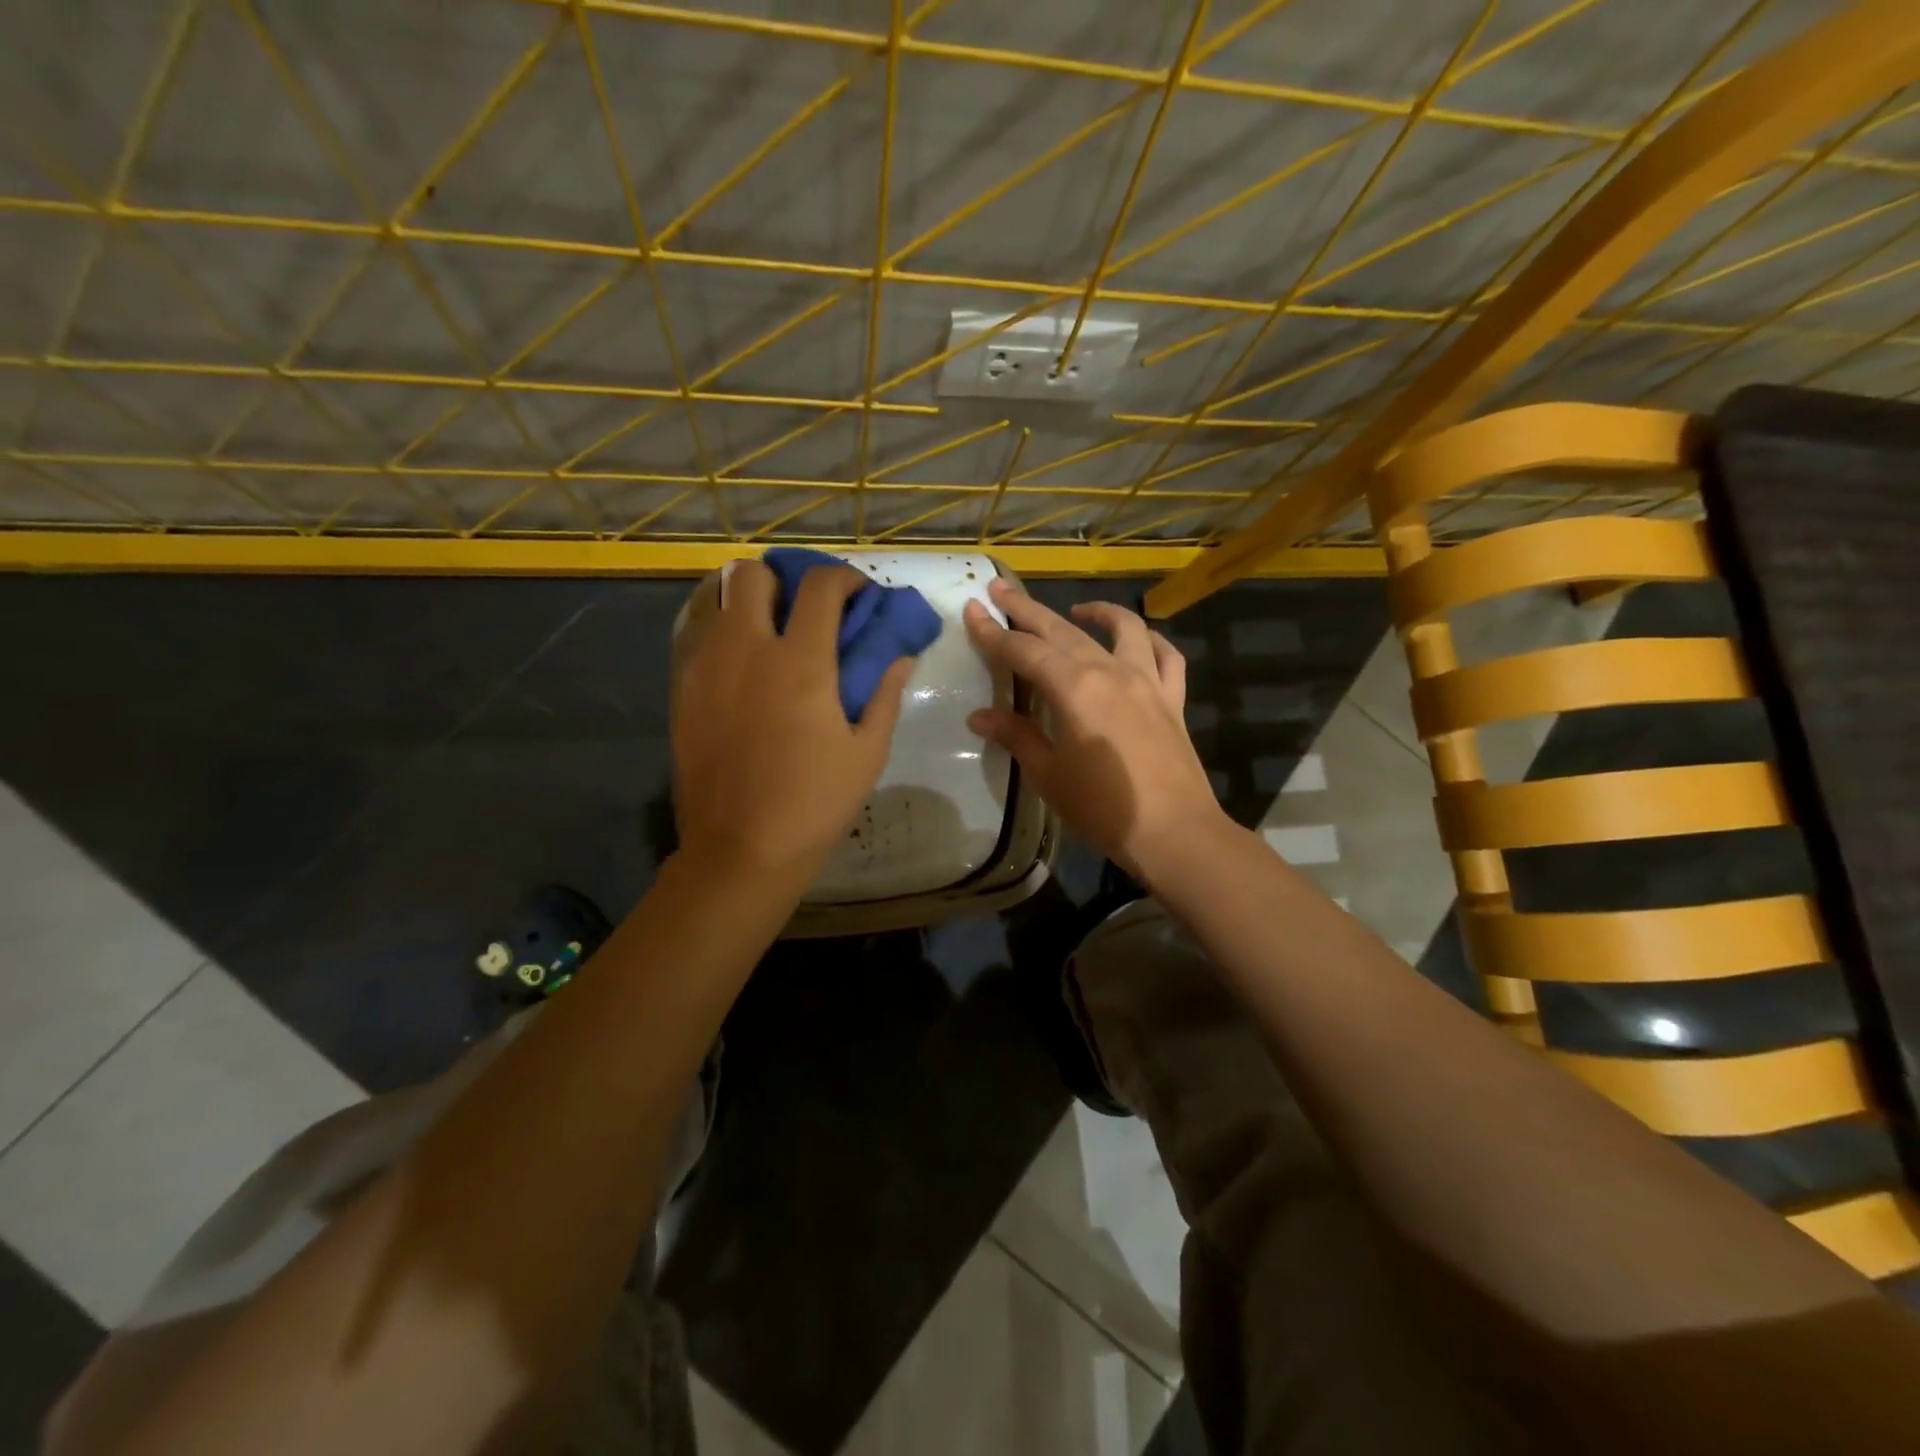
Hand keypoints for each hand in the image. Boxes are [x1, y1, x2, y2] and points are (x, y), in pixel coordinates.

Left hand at [674, 561, 913, 881]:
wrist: (740, 849)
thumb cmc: (814, 803)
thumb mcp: (867, 753)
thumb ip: (885, 695)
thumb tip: (900, 658)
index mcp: (801, 663)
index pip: (821, 586)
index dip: (845, 578)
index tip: (857, 594)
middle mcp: (747, 650)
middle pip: (752, 574)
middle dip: (782, 580)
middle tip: (803, 611)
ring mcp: (706, 668)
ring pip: (719, 602)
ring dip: (750, 606)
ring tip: (771, 637)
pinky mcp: (682, 691)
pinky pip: (701, 640)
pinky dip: (726, 638)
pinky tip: (744, 674)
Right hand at [963, 578, 1226, 883]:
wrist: (1174, 834)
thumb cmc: (1102, 809)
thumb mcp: (1049, 775)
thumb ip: (1017, 737)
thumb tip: (979, 716)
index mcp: (1074, 689)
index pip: (1024, 651)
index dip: (994, 632)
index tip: (973, 610)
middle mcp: (1111, 672)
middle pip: (1062, 630)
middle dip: (1028, 609)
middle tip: (1001, 589)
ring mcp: (1147, 681)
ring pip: (1122, 629)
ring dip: (1096, 611)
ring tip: (1075, 608)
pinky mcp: (1173, 699)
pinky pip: (1166, 656)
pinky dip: (1150, 641)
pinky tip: (1137, 640)